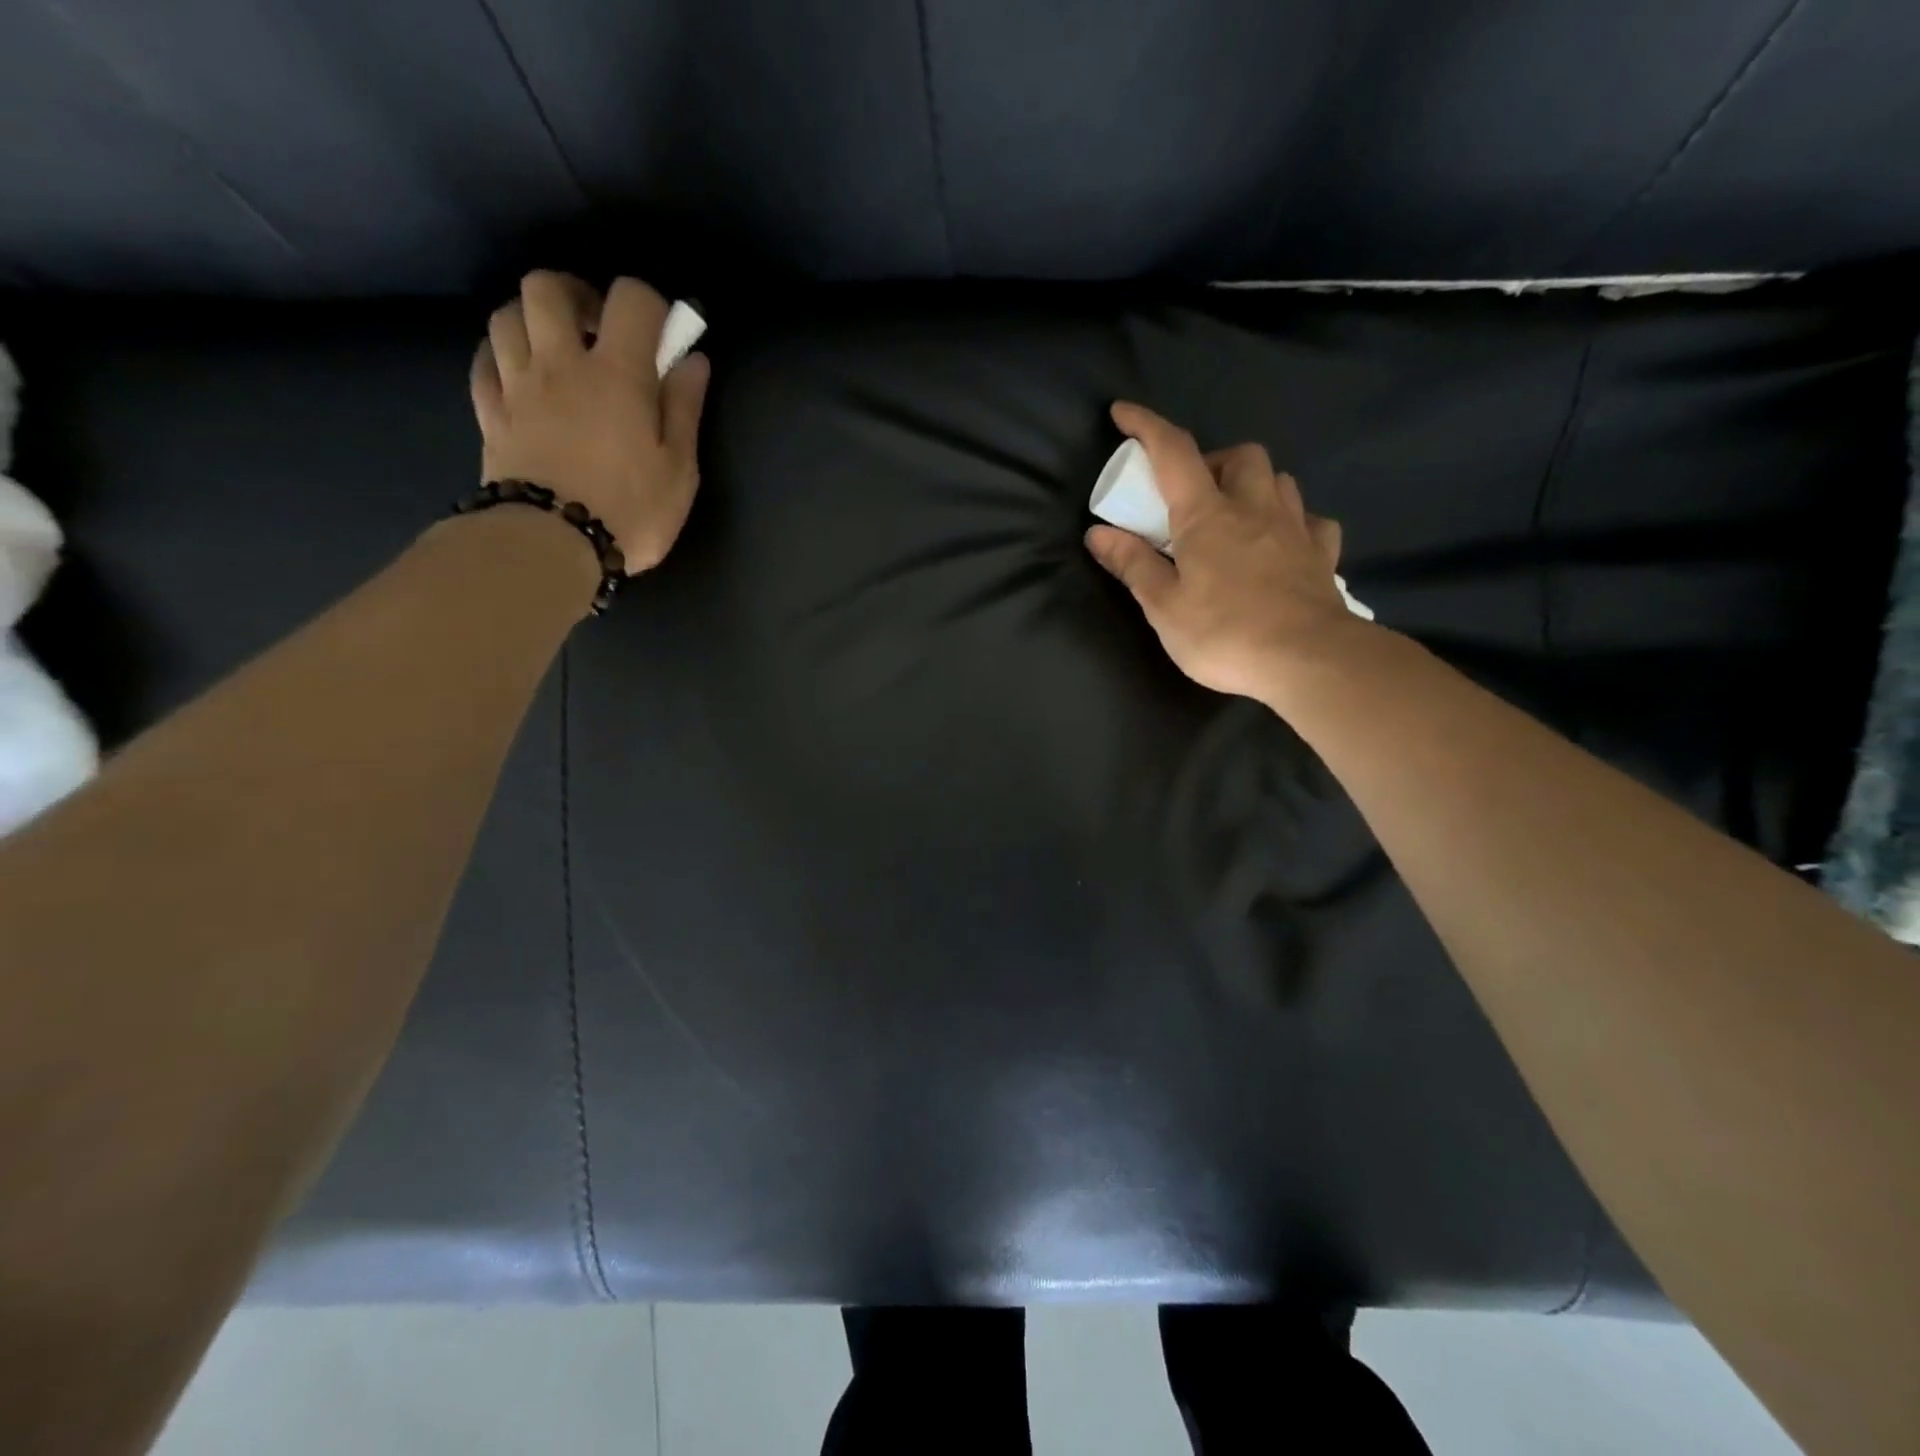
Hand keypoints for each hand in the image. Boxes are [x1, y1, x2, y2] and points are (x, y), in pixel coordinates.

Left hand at [471, 271, 711, 572]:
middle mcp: (560, 363)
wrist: (550, 545)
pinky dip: (503, 355)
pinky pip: (485, 360)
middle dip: (576, 295)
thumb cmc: (629, 511)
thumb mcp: (679, 469)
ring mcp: (517, 386)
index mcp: (617, 373)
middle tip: (598, 329)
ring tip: (558, 351)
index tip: (662, 334)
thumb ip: (684, 409)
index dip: (650, 304)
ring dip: (534, 320)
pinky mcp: (490, 413)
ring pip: (507, 315)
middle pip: (547, 287)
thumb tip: (693, 361)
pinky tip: (522, 375)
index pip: (631, 299)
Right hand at [1085, 402, 1364, 701]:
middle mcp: (1254, 508)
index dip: (1146, 427)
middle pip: (1241, 455)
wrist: (1308, 660)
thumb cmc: (1224, 634)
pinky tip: (1283, 542)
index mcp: (1207, 516)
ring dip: (1254, 485)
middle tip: (1193, 495)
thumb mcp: (1163, 607)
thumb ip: (1133, 565)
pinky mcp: (1322, 555)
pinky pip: (1312, 521)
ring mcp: (1295, 528)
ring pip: (1279, 480)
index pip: (1174, 453)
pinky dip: (1294, 522)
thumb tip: (1098, 533)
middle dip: (1213, 461)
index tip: (1123, 413)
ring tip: (1236, 515)